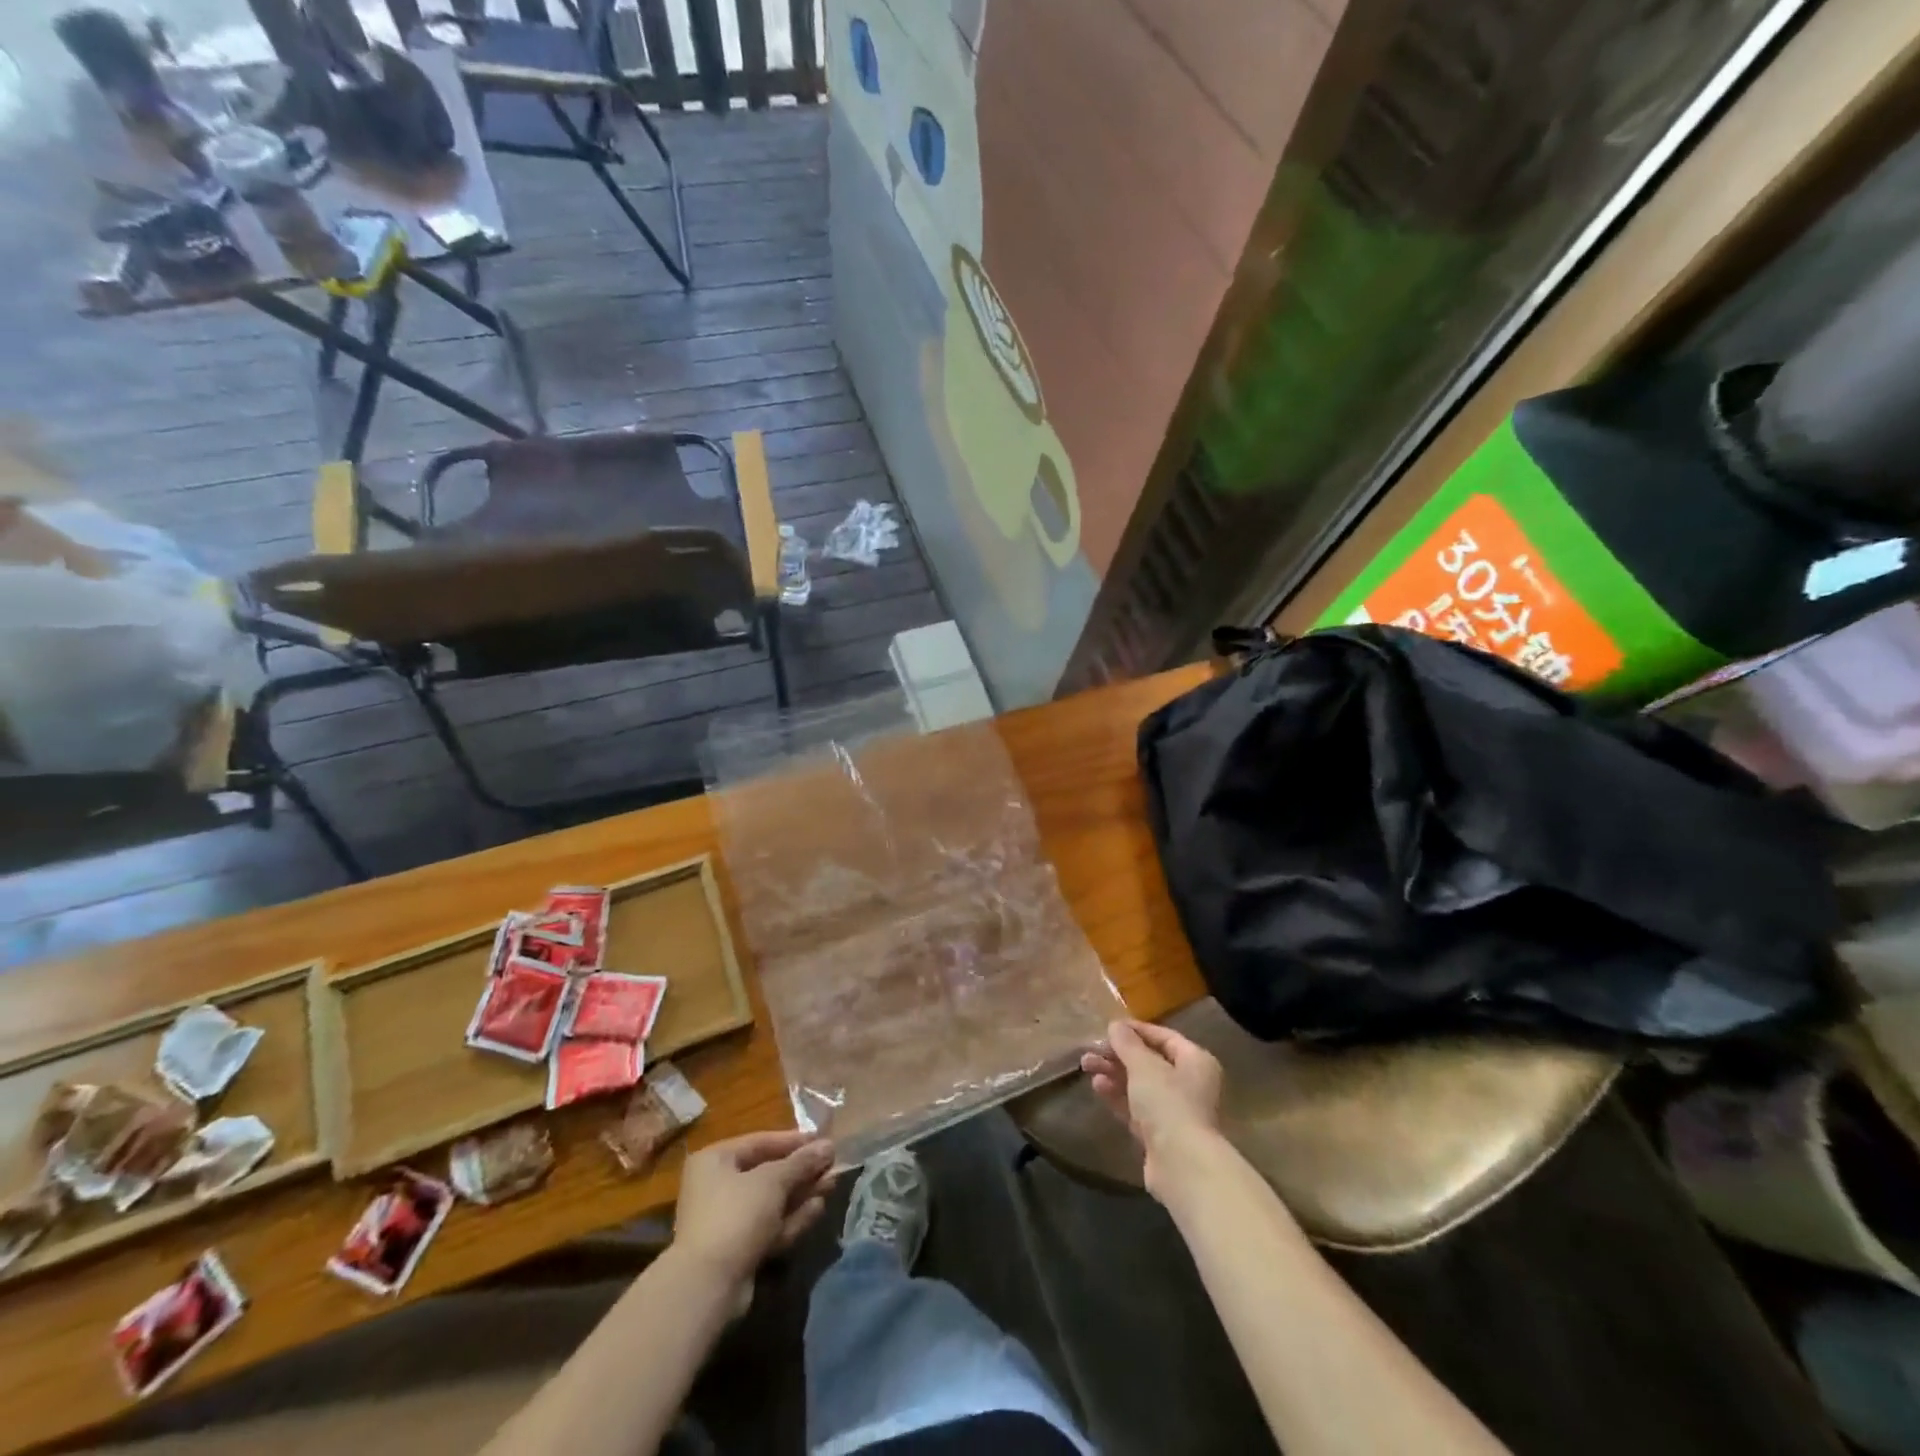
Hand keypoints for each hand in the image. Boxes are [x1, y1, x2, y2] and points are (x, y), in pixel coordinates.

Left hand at [672, 1131, 836, 1286]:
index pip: (760, 1142)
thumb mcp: (773, 1180)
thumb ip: (802, 1162)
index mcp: (715, 1160)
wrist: (708, 1287)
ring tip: (832, 1184)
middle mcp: (716, 1187)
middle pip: (768, 1173)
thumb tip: (828, 1146)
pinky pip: (769, 1226)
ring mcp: (727, 1221)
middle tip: (833, 1166)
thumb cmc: (736, 1215)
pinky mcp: (737, 1250)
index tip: (822, 1141)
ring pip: (772, 1202)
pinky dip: (792, 1218)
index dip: (794, 1141)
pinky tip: (817, 1210)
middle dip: (802, 1171)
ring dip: (802, 1194)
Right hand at [1081, 1020, 1223, 1198]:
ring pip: (1140, 1086)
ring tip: (1086, 1065)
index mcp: (1195, 1061)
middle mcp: (1189, 1084)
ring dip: (1113, 1074)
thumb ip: (1127, 1043)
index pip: (1164, 1037)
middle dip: (1118, 1055)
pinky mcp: (1160, 1135)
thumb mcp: (1144, 1066)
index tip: (1109, 1027)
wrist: (1182, 1166)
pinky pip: (1136, 1108)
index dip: (1136, 1030)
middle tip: (1091, 1049)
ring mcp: (1175, 1112)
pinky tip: (1097, 1086)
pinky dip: (1117, 1096)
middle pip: (1149, 1062)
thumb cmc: (1168, 1103)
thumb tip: (1116, 1026)